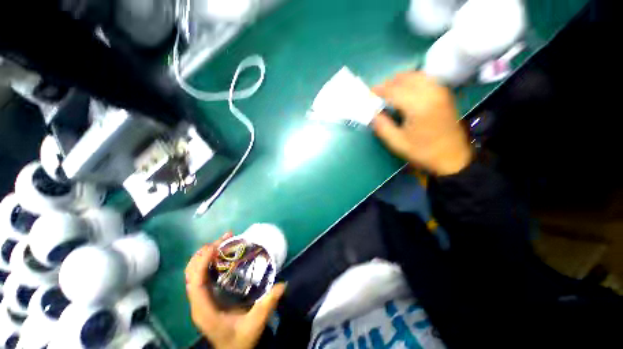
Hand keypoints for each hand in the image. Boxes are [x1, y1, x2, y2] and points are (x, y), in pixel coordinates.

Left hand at [185, 232, 286, 348]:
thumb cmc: (240, 340)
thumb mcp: (254, 324)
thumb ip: (267, 305)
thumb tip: (282, 284)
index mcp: (205, 310)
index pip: (195, 283)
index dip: (201, 263)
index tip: (216, 246)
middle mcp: (199, 302)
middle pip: (191, 273)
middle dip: (204, 253)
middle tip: (225, 239)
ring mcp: (201, 298)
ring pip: (195, 272)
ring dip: (206, 255)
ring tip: (224, 241)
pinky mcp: (208, 296)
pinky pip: (203, 275)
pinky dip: (209, 261)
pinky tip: (223, 254)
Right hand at [372, 72, 471, 175]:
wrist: (452, 158)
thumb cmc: (423, 152)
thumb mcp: (397, 143)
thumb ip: (382, 127)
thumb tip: (373, 114)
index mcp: (418, 106)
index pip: (394, 90)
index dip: (379, 90)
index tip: (369, 94)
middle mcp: (431, 93)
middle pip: (406, 78)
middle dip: (389, 83)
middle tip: (378, 93)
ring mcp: (440, 92)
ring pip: (417, 76)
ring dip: (401, 80)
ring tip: (390, 90)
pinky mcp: (444, 94)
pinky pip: (426, 80)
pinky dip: (413, 80)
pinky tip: (407, 90)